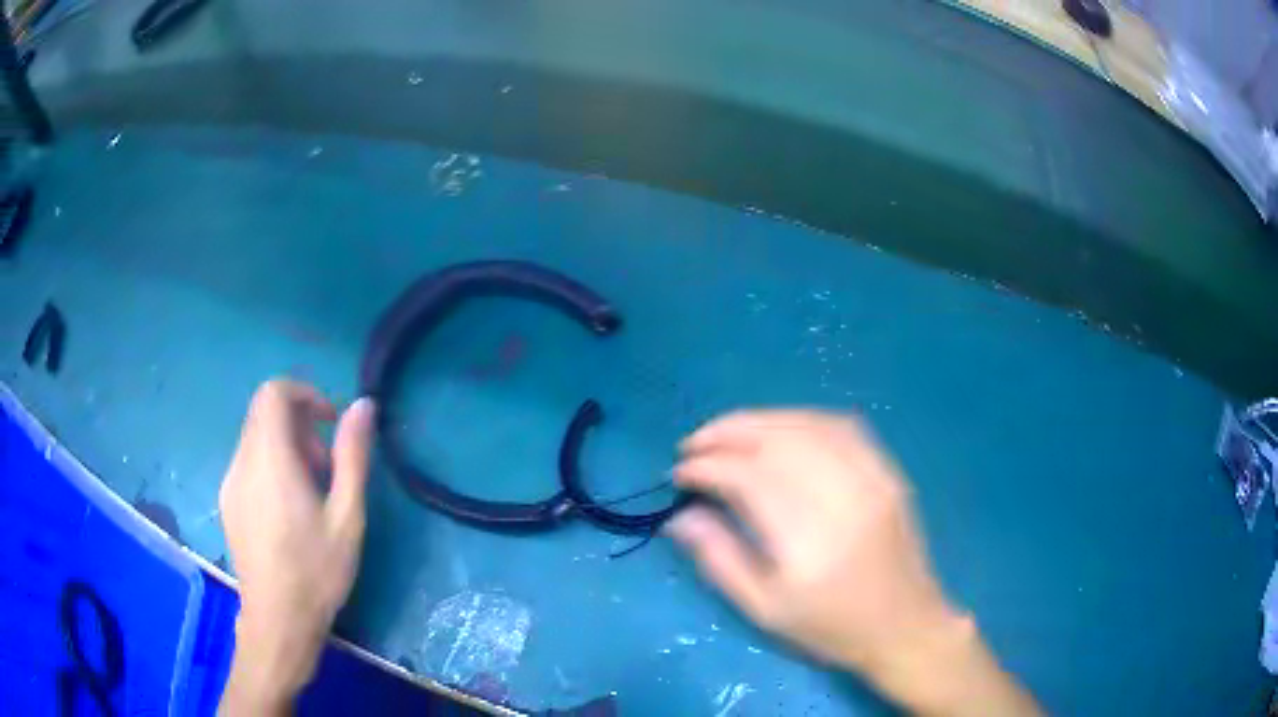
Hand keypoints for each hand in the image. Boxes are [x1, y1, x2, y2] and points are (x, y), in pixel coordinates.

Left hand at [217, 379, 375, 713]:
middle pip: (264, 412)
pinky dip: (270, 465)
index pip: (274, 392)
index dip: (305, 394)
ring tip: (311, 493)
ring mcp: (230, 482)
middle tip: (326, 468)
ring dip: (286, 446)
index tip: (329, 422)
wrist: (277, 620)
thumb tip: (364, 405)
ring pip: (255, 437)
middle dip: (299, 425)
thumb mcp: (346, 516)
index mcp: (270, 459)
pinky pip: (248, 462)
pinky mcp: (227, 501)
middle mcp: (242, 461)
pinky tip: (289, 509)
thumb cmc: (316, 571)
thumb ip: (353, 455)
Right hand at [668, 411, 1037, 715]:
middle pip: (777, 439)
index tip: (680, 472)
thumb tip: (681, 515)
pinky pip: (842, 425)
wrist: (905, 625)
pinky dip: (801, 419)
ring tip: (728, 432)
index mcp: (808, 539)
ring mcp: (872, 477)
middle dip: (727, 432)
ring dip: (760, 420)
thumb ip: (719, 558)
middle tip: (695, 443)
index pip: (747, 478)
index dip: (707, 466)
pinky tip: (780, 430)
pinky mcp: (887, 471)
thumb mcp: (765, 610)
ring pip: (807, 424)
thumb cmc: (831, 628)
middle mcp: (842, 496)